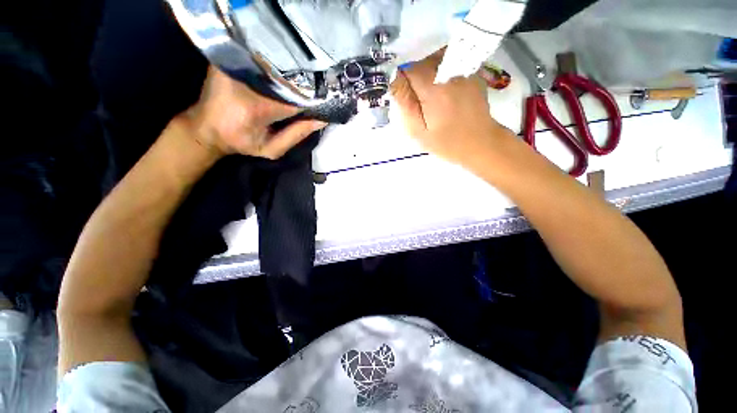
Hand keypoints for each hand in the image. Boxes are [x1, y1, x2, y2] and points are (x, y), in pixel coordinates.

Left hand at [184, 66, 325, 159]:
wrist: (206, 127)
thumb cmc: (240, 142)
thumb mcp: (272, 149)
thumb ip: (297, 135)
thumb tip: (322, 119)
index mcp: (255, 109)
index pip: (295, 98)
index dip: (313, 97)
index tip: (328, 97)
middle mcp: (245, 82)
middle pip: (287, 76)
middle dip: (305, 81)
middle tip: (322, 85)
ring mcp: (236, 65)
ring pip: (275, 64)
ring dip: (293, 71)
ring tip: (307, 77)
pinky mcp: (229, 58)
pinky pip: (262, 58)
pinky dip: (277, 65)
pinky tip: (287, 70)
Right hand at [390, 50, 513, 166]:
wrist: (480, 142)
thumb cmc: (446, 142)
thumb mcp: (418, 130)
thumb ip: (405, 103)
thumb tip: (393, 80)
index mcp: (434, 87)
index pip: (408, 69)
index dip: (402, 82)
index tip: (405, 99)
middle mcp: (450, 70)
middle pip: (422, 61)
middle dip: (415, 78)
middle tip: (419, 103)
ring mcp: (464, 69)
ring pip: (436, 60)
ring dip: (428, 75)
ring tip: (432, 99)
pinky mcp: (472, 73)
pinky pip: (450, 64)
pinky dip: (442, 74)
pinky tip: (446, 95)